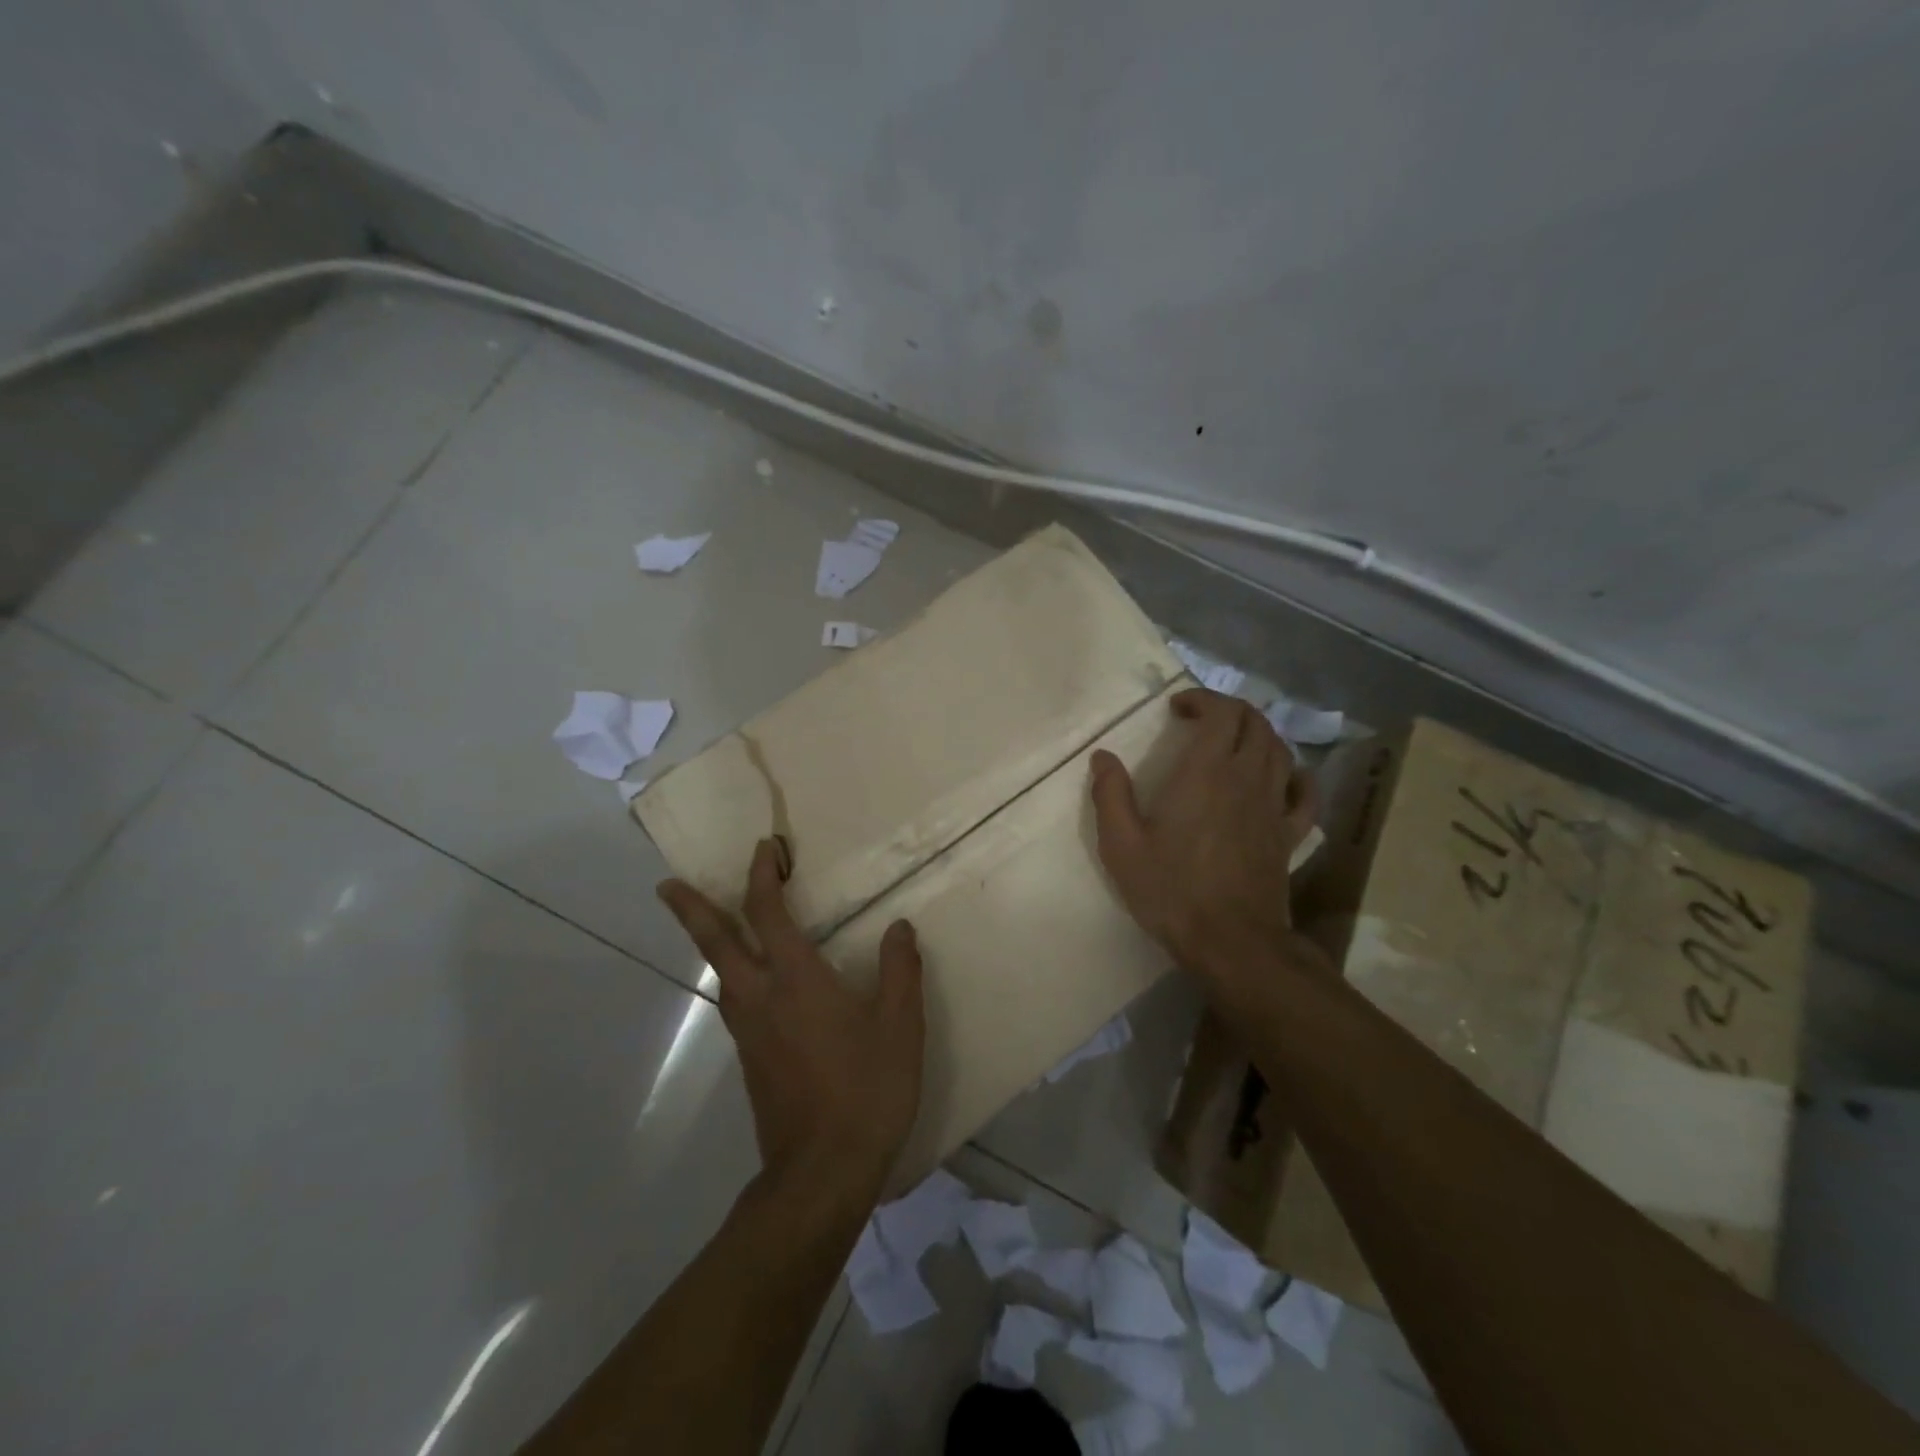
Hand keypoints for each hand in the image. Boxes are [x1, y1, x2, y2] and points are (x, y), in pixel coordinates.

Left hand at [657, 839, 925, 1205]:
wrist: (821, 1174)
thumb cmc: (866, 1091)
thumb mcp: (900, 1027)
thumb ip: (899, 971)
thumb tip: (899, 927)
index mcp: (796, 980)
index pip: (768, 913)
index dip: (763, 875)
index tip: (765, 849)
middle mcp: (761, 998)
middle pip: (717, 942)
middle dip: (691, 908)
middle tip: (665, 884)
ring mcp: (749, 1032)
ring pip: (719, 973)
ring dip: (708, 940)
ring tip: (708, 921)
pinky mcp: (750, 1060)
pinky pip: (733, 1001)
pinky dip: (731, 973)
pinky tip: (748, 981)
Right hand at [1090, 688, 1319, 990]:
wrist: (1232, 942)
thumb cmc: (1171, 890)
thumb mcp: (1121, 845)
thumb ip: (1110, 795)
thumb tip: (1103, 757)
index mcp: (1205, 773)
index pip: (1221, 712)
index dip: (1202, 699)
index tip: (1178, 709)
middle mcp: (1246, 778)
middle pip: (1255, 722)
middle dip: (1230, 710)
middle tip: (1202, 721)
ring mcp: (1273, 805)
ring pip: (1280, 749)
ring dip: (1259, 734)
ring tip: (1234, 743)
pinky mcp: (1289, 834)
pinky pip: (1304, 793)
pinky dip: (1295, 775)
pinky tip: (1282, 779)